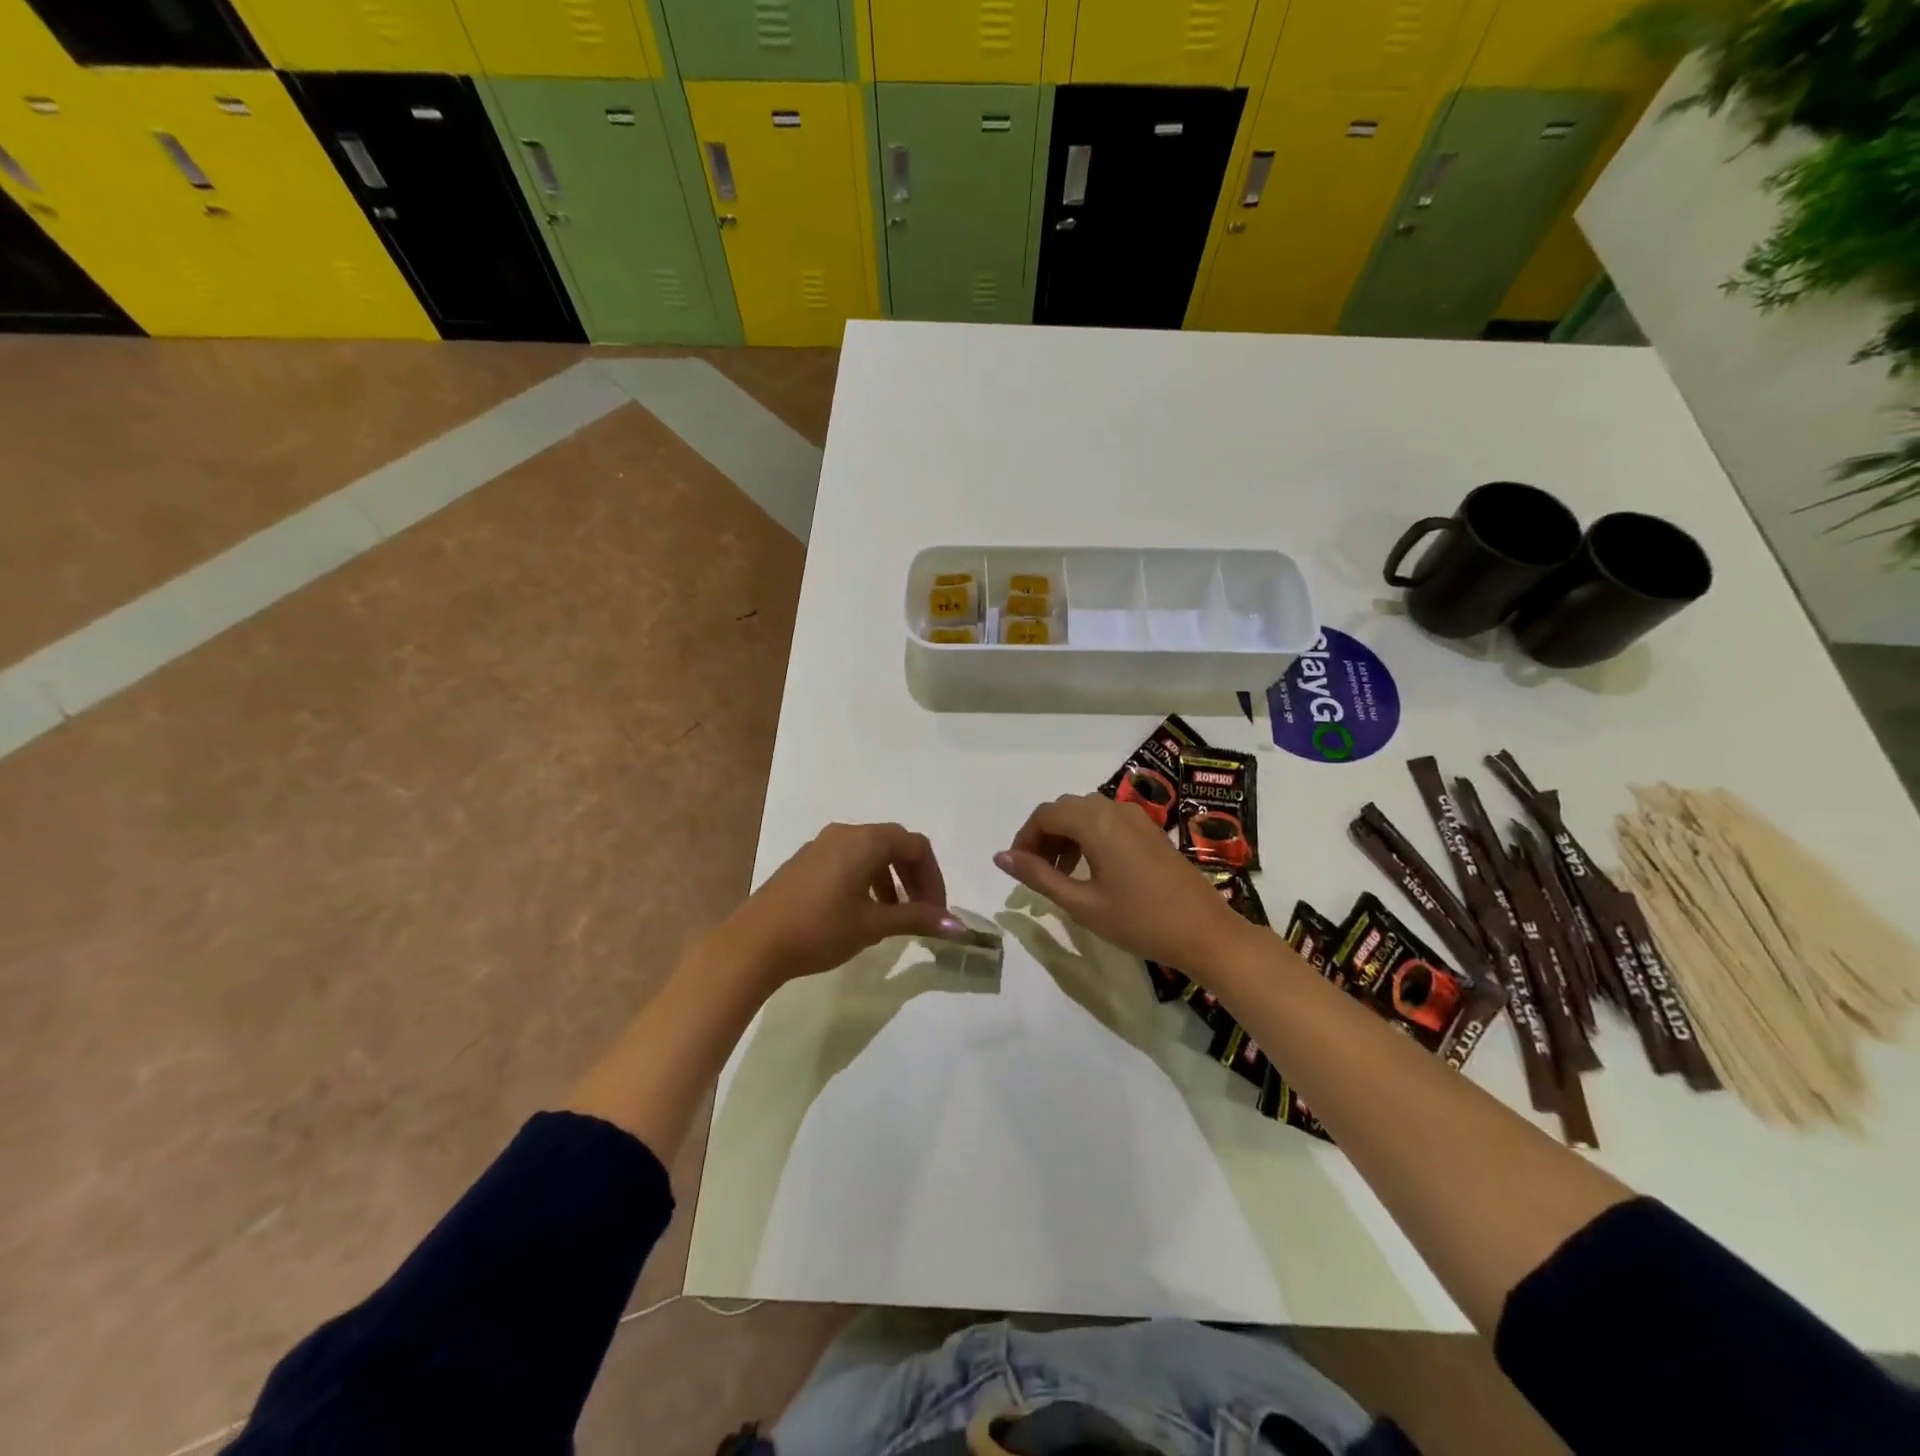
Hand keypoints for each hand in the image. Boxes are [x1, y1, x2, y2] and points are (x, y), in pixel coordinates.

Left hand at [714, 822, 965, 989]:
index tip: (937, 912)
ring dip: (891, 879)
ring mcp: (821, 845)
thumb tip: (957, 926)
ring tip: (895, 915)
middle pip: (894, 844)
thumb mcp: (873, 924)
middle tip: (923, 911)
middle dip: (915, 876)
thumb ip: (916, 918)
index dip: (934, 878)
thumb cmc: (821, 929)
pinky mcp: (805, 862)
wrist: (754, 943)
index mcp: (865, 841)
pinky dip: (867, 879)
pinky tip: (862, 911)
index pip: (916, 846)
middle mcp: (844, 834)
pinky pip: (848, 860)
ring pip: (870, 853)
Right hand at [994, 793, 1250, 970]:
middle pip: (1065, 809)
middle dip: (1044, 836)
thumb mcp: (1081, 903)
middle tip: (1036, 872)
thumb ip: (1039, 876)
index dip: (1025, 838)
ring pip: (1086, 813)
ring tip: (1060, 874)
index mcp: (1095, 822)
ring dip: (1066, 836)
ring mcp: (1136, 818)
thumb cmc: (1139, 921)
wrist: (1205, 932)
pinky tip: (1090, 869)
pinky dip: (1088, 836)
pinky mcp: (1150, 830)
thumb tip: (1001, 857)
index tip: (1017, 868)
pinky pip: (1107, 820)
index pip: (1045, 815)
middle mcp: (1114, 808)